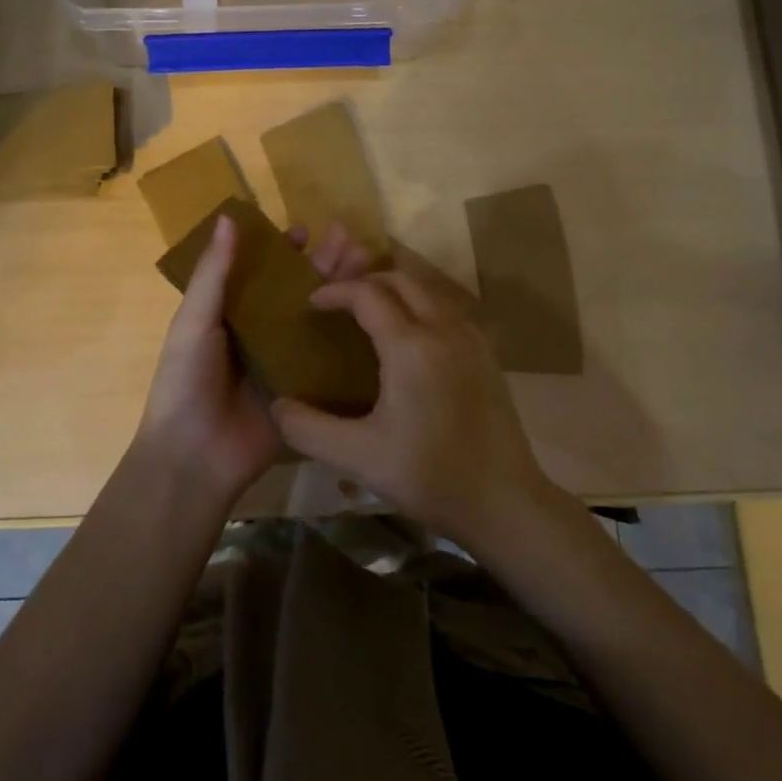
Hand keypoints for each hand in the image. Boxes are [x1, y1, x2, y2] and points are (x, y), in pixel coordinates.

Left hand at [135, 217, 374, 508]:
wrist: (194, 456)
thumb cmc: (186, 380)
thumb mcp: (195, 321)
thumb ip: (214, 272)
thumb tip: (227, 217)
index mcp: (233, 314)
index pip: (264, 273)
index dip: (285, 251)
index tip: (309, 230)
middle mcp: (263, 334)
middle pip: (299, 292)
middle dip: (325, 265)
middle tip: (355, 240)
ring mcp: (287, 363)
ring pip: (319, 320)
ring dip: (344, 294)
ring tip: (372, 266)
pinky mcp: (307, 391)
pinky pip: (331, 361)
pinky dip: (352, 340)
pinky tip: (380, 319)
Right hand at [270, 251, 556, 549]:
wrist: (504, 500)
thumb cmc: (430, 476)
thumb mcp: (359, 457)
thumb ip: (309, 429)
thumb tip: (277, 406)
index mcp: (410, 346)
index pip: (367, 294)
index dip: (336, 291)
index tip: (312, 302)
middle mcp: (443, 329)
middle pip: (401, 280)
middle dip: (366, 282)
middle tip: (340, 303)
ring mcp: (471, 339)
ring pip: (429, 291)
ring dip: (396, 291)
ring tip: (371, 315)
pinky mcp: (487, 355)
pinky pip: (448, 310)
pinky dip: (421, 306)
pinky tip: (411, 339)